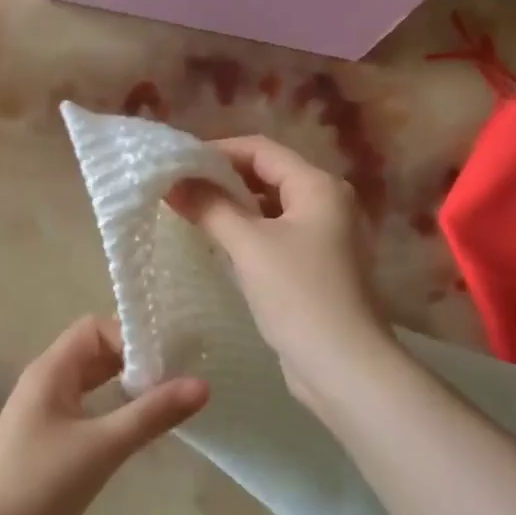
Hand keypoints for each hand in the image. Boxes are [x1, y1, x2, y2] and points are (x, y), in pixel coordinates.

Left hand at [0, 317, 207, 514]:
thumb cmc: (41, 486)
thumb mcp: (103, 447)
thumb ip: (151, 414)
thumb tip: (203, 384)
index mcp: (50, 371)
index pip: (94, 329)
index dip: (131, 337)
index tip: (168, 362)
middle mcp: (43, 383)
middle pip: (93, 352)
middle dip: (133, 360)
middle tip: (177, 378)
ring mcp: (42, 413)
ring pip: (90, 383)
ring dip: (124, 386)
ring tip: (165, 400)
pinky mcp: (45, 442)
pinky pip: (84, 410)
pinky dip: (111, 410)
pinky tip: (135, 430)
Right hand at [168, 135, 392, 417]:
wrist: (342, 365)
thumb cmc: (298, 294)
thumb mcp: (248, 245)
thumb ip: (210, 207)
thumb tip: (173, 182)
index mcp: (318, 186)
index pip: (261, 149)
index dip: (217, 150)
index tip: (177, 162)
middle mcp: (327, 203)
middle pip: (267, 174)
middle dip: (222, 178)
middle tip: (178, 187)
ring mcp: (324, 236)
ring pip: (269, 207)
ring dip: (232, 206)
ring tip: (189, 211)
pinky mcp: (315, 266)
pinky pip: (274, 234)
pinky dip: (246, 231)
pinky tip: (216, 243)